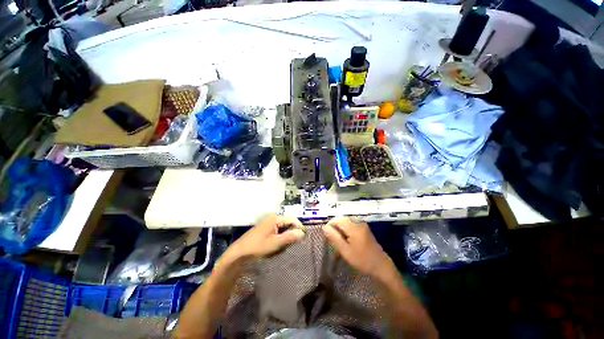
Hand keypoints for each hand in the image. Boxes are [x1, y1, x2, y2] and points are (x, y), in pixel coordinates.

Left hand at [226, 214, 304, 261]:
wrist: (239, 253)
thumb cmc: (258, 247)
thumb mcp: (276, 243)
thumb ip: (290, 237)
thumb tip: (302, 232)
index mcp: (275, 218)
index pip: (292, 219)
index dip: (299, 227)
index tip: (303, 237)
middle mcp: (272, 218)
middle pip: (288, 223)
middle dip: (291, 233)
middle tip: (292, 244)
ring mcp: (268, 224)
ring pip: (283, 228)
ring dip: (285, 237)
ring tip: (283, 246)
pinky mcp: (265, 230)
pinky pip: (277, 232)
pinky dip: (280, 238)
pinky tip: (277, 246)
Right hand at [324, 217, 390, 275]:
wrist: (381, 266)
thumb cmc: (362, 260)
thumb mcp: (345, 251)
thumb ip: (334, 238)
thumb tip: (325, 227)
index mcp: (354, 227)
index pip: (337, 219)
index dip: (330, 225)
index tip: (328, 236)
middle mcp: (358, 222)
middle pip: (341, 219)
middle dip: (335, 227)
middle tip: (332, 239)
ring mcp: (362, 224)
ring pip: (345, 221)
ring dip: (340, 228)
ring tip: (338, 240)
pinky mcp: (364, 227)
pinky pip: (351, 224)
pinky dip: (345, 229)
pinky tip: (346, 239)